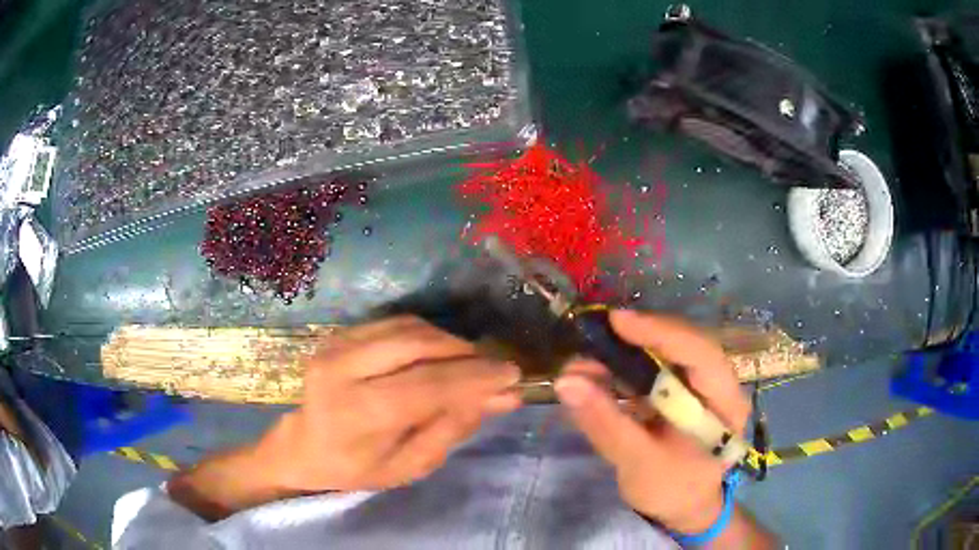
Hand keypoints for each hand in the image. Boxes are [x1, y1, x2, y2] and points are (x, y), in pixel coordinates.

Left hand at [262, 315, 521, 492]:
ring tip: (470, 363)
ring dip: (448, 341)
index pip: (427, 385)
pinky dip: (426, 334)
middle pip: (417, 344)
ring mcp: (336, 344)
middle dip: (466, 353)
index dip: (475, 377)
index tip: (512, 375)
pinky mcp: (339, 333)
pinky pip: (395, 322)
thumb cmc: (356, 467)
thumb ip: (452, 428)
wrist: (303, 446)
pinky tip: (439, 354)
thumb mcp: (409, 465)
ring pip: (408, 326)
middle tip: (495, 368)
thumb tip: (502, 396)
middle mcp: (342, 368)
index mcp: (357, 412)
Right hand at [554, 310, 750, 533]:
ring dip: (622, 356)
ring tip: (581, 365)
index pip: (700, 353)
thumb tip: (566, 381)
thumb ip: (605, 424)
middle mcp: (717, 383)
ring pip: (662, 355)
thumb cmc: (672, 491)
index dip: (660, 333)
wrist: (682, 508)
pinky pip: (651, 371)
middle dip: (635, 342)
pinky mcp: (679, 392)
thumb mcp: (639, 463)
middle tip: (591, 340)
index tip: (617, 322)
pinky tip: (593, 377)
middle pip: (681, 346)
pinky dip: (621, 372)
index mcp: (725, 401)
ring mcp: (698, 386)